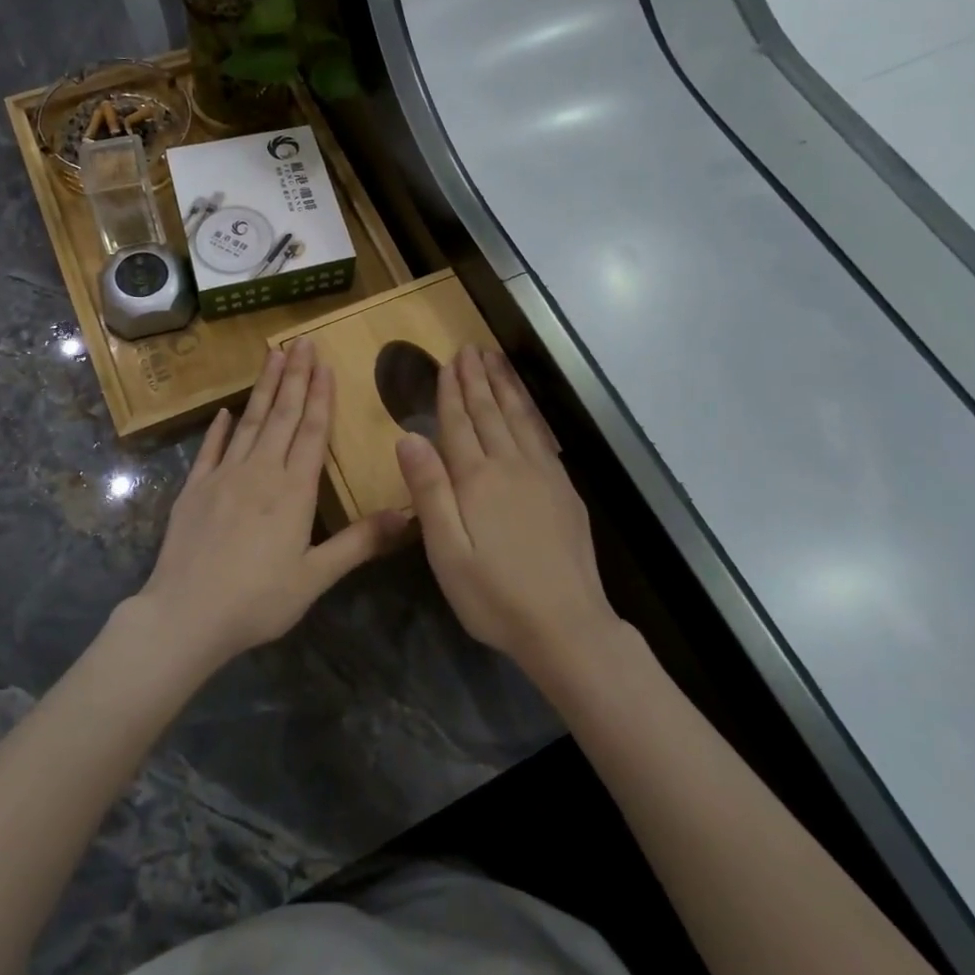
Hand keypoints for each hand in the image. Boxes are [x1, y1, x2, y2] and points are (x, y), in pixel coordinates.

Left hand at [135, 338, 410, 668]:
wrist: (186, 614)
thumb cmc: (258, 600)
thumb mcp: (316, 577)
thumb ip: (359, 543)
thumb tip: (408, 514)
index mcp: (293, 490)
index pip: (311, 431)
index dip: (320, 395)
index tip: (324, 363)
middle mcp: (260, 471)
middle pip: (281, 415)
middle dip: (295, 377)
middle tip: (302, 342)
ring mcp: (223, 476)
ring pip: (248, 421)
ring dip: (263, 388)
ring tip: (273, 355)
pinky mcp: (194, 488)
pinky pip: (210, 449)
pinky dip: (219, 428)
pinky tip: (225, 411)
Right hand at [396, 346, 616, 677]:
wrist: (566, 626)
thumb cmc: (494, 595)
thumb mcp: (447, 550)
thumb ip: (429, 490)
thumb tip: (408, 436)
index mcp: (477, 479)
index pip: (459, 424)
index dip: (451, 392)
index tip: (448, 362)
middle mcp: (511, 466)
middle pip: (491, 413)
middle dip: (478, 379)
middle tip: (471, 348)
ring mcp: (544, 476)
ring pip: (521, 419)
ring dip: (506, 387)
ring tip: (497, 361)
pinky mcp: (565, 492)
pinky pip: (543, 437)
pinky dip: (531, 414)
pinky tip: (528, 410)